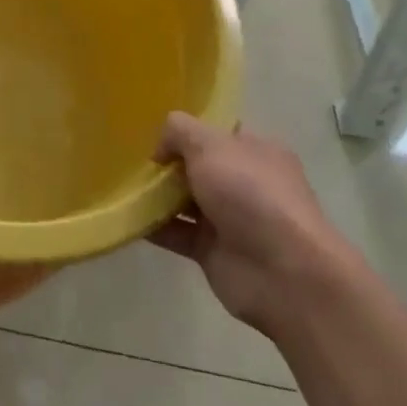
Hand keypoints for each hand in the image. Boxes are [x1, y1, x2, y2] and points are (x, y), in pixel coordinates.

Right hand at [149, 113, 344, 337]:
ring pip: (185, 201)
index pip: (219, 133)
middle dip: (168, 164)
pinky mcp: (213, 252)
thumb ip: (180, 131)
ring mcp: (230, 219)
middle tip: (133, 161)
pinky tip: (127, 217)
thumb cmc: (250, 194)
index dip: (189, 131)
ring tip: (123, 187)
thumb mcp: (210, 144)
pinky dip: (153, 227)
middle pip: (199, 167)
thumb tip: (161, 147)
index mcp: (256, 151)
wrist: (283, 273)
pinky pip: (177, 234)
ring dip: (156, 196)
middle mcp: (245, 183)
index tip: (155, 133)